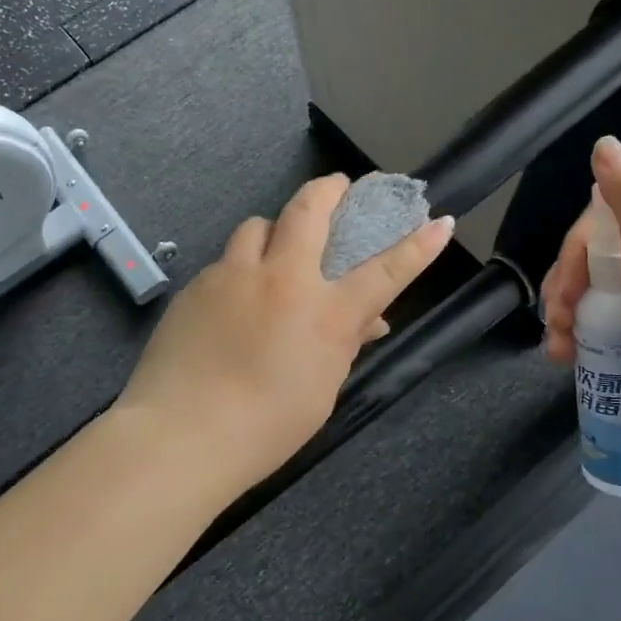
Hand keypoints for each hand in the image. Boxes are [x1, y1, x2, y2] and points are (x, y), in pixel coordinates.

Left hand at [117, 175, 455, 486]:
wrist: (181, 435)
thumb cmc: (266, 427)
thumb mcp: (321, 389)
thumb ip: (343, 344)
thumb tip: (367, 321)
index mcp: (326, 314)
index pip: (384, 271)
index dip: (417, 246)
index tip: (439, 222)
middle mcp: (283, 280)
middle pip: (309, 210)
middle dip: (329, 189)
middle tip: (338, 185)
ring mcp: (234, 275)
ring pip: (258, 225)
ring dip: (274, 229)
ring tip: (275, 248)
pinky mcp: (197, 285)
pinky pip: (226, 261)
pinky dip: (240, 268)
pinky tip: (232, 300)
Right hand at [540, 137, 620, 453]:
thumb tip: (605, 144)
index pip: (604, 224)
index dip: (572, 256)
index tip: (562, 294)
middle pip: (597, 261)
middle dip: (565, 290)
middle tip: (557, 327)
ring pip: (599, 295)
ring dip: (569, 318)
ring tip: (559, 352)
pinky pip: (611, 325)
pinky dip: (587, 338)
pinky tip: (573, 359)